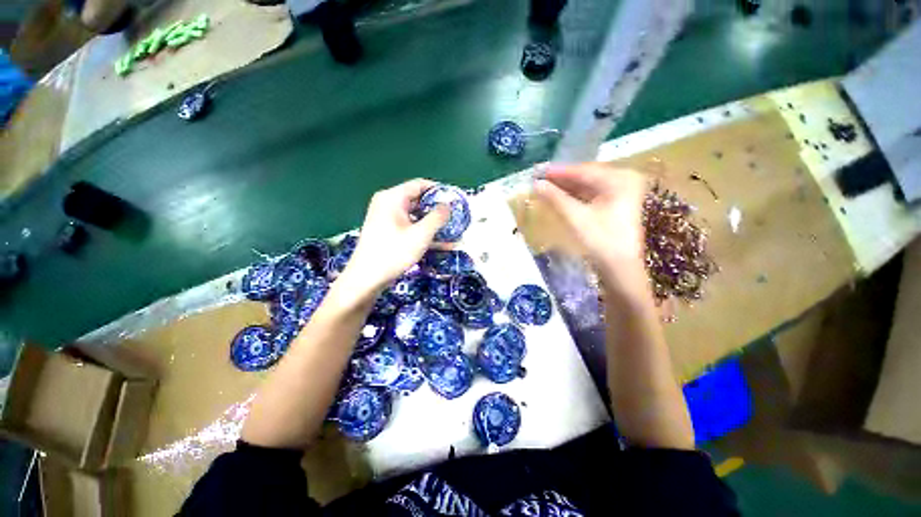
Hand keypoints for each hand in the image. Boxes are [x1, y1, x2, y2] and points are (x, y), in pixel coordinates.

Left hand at [343, 179, 448, 295]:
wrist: (367, 278)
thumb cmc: (394, 253)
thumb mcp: (421, 234)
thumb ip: (437, 217)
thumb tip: (448, 205)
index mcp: (392, 198)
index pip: (420, 185)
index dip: (439, 191)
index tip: (454, 200)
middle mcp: (387, 203)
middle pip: (418, 200)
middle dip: (437, 210)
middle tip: (455, 218)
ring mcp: (386, 218)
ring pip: (415, 215)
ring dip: (432, 224)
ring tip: (451, 232)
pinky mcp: (387, 231)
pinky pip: (409, 226)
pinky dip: (422, 232)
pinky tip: (439, 243)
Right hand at [535, 163, 647, 293]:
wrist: (620, 267)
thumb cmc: (601, 241)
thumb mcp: (576, 217)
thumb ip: (555, 198)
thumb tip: (536, 184)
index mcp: (620, 179)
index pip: (583, 170)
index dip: (558, 171)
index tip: (537, 171)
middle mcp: (624, 179)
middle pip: (586, 176)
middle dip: (561, 179)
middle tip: (538, 179)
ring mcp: (621, 191)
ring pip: (587, 185)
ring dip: (566, 187)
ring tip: (544, 186)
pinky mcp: (616, 202)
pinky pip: (591, 193)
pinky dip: (574, 195)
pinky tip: (559, 196)